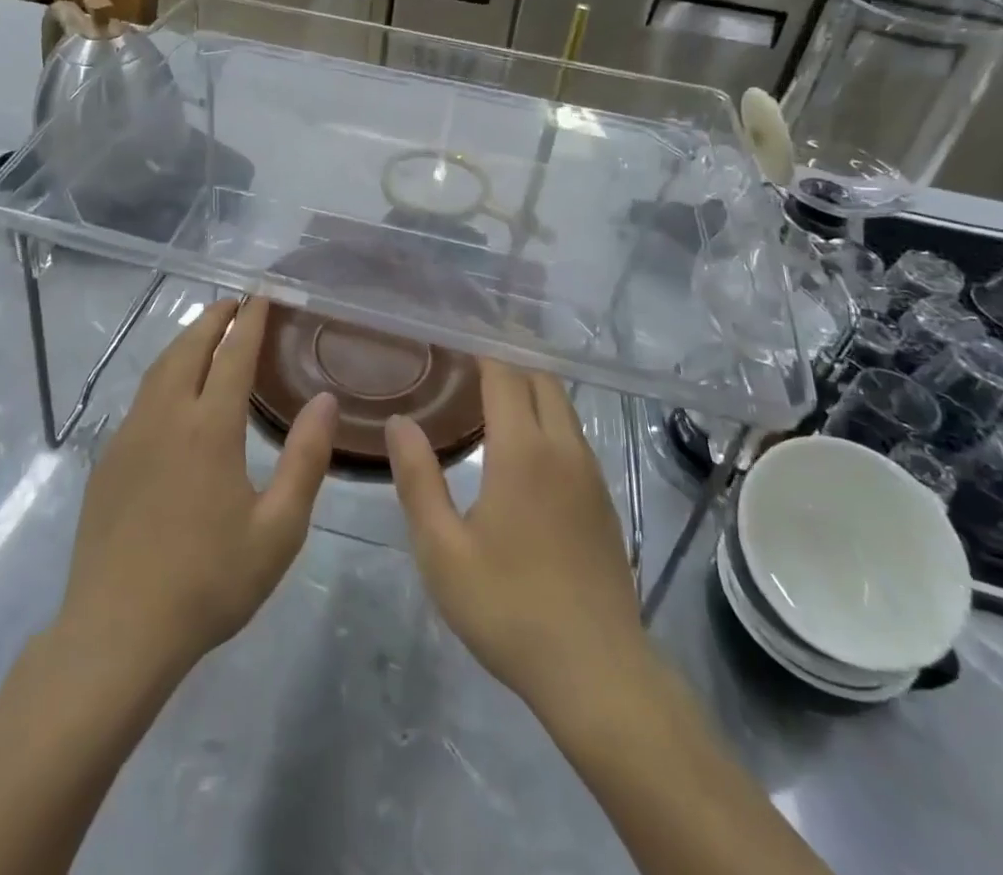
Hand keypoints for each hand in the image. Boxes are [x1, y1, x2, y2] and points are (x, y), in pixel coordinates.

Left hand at [57, 298, 337, 689]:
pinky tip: (172, 392)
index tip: (261, 296)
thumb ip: (306, 459)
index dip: (250, 322)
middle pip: (189, 349)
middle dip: (213, 319)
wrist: (116, 632)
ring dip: (185, 342)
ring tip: (205, 333)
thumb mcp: (278, 529)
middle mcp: (166, 418)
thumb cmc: (208, 582)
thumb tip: (325, 401)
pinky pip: (142, 398)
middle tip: (234, 303)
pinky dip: (164, 374)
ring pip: (159, 369)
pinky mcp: (109, 460)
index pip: (233, 355)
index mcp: (209, 428)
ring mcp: (130, 436)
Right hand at [386, 362, 652, 725]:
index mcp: (523, 451)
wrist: (598, 673)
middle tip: (471, 346)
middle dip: (510, 353)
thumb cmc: (509, 608)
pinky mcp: (603, 499)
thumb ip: (418, 479)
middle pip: (541, 378)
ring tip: (492, 382)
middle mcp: (563, 448)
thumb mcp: (442, 550)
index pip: (506, 373)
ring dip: (531, 383)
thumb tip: (400, 422)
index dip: (483, 345)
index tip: (456, 329)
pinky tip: (524, 439)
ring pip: (562, 405)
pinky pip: (573, 434)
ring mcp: (590, 473)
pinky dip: (547, 414)